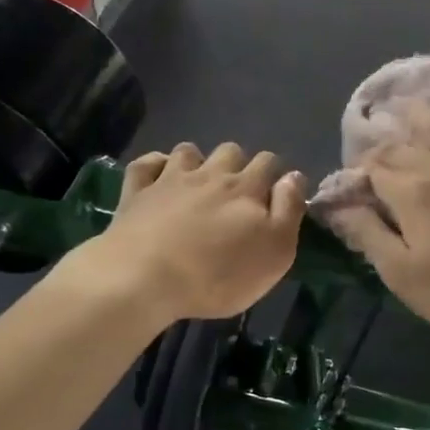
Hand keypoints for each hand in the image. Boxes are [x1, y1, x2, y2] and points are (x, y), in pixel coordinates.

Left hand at [78, 142, 304, 324]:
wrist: (145, 279)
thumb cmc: (219, 274)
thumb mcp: (275, 252)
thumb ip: (289, 210)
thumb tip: (294, 177)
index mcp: (246, 188)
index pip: (269, 162)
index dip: (274, 174)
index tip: (273, 197)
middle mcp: (210, 174)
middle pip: (230, 151)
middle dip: (237, 165)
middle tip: (235, 196)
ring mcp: (169, 180)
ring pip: (188, 152)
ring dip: (196, 162)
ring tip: (197, 186)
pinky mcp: (136, 193)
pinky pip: (145, 164)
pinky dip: (154, 166)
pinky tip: (158, 179)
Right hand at [326, 109, 429, 349]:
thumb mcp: (406, 277)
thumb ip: (368, 235)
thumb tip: (336, 206)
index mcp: (411, 191)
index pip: (370, 166)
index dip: (355, 176)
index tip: (353, 194)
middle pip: (397, 143)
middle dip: (377, 150)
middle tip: (373, 169)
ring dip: (409, 118)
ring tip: (397, 118)